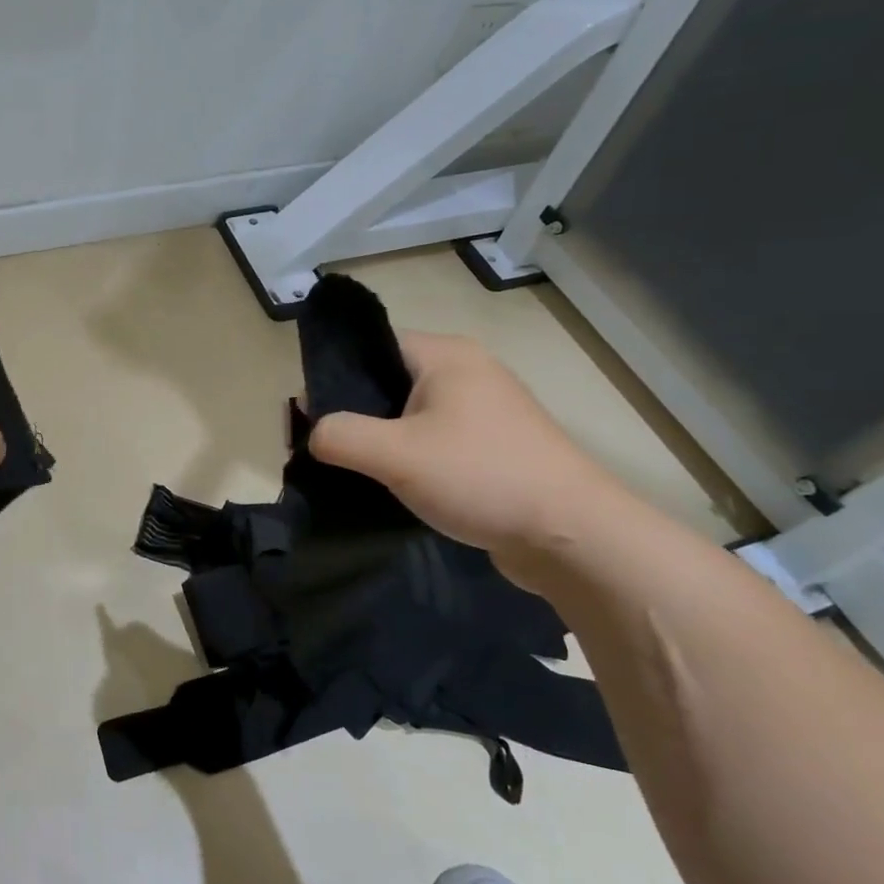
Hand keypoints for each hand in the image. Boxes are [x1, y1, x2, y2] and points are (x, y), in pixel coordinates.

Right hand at [308, 332, 622, 560]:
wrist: (573, 536)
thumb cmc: (480, 477)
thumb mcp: (395, 455)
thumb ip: (340, 435)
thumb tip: (314, 432)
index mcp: (445, 355)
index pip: (372, 346)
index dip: (334, 375)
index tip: (310, 415)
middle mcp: (467, 372)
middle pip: (388, 381)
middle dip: (353, 413)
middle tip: (324, 448)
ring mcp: (485, 411)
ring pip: (410, 415)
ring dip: (380, 440)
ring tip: (353, 470)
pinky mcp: (493, 448)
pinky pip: (434, 441)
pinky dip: (409, 458)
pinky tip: (392, 486)